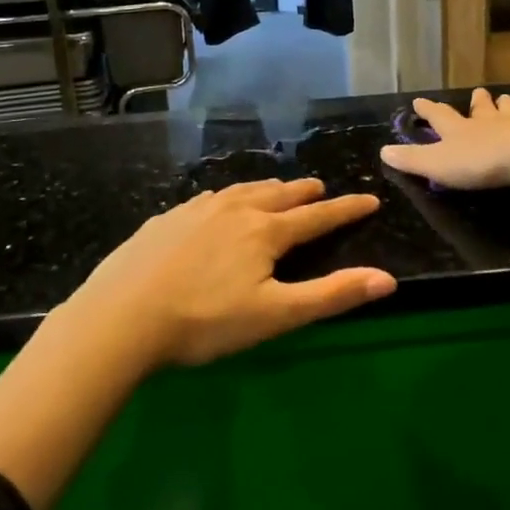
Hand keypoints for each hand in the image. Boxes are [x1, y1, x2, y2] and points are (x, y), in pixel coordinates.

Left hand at [67, 178, 395, 368]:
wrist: (121, 315)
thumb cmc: (205, 320)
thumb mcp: (276, 315)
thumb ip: (332, 295)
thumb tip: (387, 279)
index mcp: (265, 231)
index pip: (318, 216)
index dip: (347, 209)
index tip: (370, 199)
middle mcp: (235, 210)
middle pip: (279, 195)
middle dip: (305, 192)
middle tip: (320, 189)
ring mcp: (196, 210)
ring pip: (242, 191)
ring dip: (267, 190)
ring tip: (277, 190)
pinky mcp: (166, 219)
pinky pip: (208, 199)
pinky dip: (228, 197)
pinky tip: (218, 204)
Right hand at [381, 88, 509, 190]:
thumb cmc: (481, 161)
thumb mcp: (438, 164)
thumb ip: (412, 159)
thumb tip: (383, 150)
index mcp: (461, 130)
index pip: (440, 116)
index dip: (429, 109)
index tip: (419, 100)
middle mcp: (490, 122)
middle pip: (481, 109)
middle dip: (477, 102)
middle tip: (478, 92)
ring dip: (507, 106)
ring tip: (506, 99)